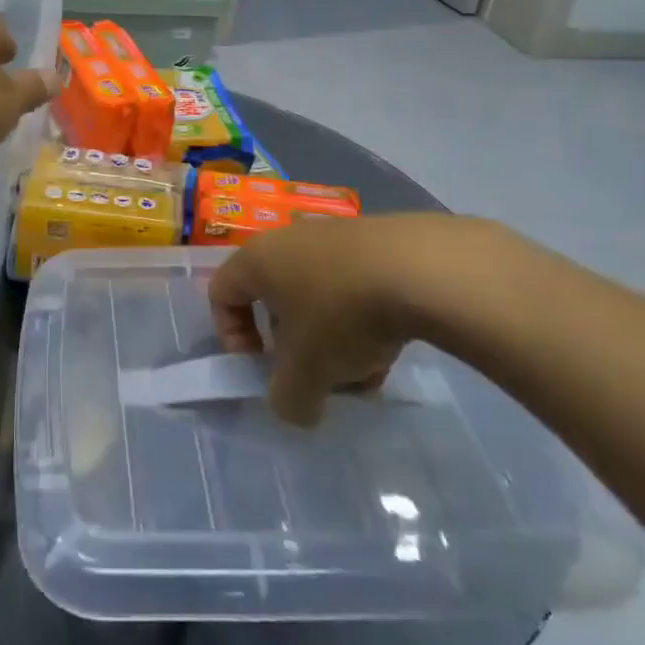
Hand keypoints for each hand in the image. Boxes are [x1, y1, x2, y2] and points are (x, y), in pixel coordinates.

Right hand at [208, 214, 502, 426]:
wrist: (422, 267)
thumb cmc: (343, 313)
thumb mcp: (308, 372)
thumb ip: (288, 398)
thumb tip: (294, 407)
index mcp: (257, 260)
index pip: (222, 294)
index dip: (232, 338)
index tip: (261, 369)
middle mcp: (289, 241)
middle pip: (276, 301)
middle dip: (295, 349)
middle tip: (318, 379)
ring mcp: (334, 237)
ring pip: (319, 300)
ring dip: (333, 342)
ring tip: (366, 375)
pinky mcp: (375, 242)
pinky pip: (353, 288)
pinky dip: (363, 322)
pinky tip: (392, 353)